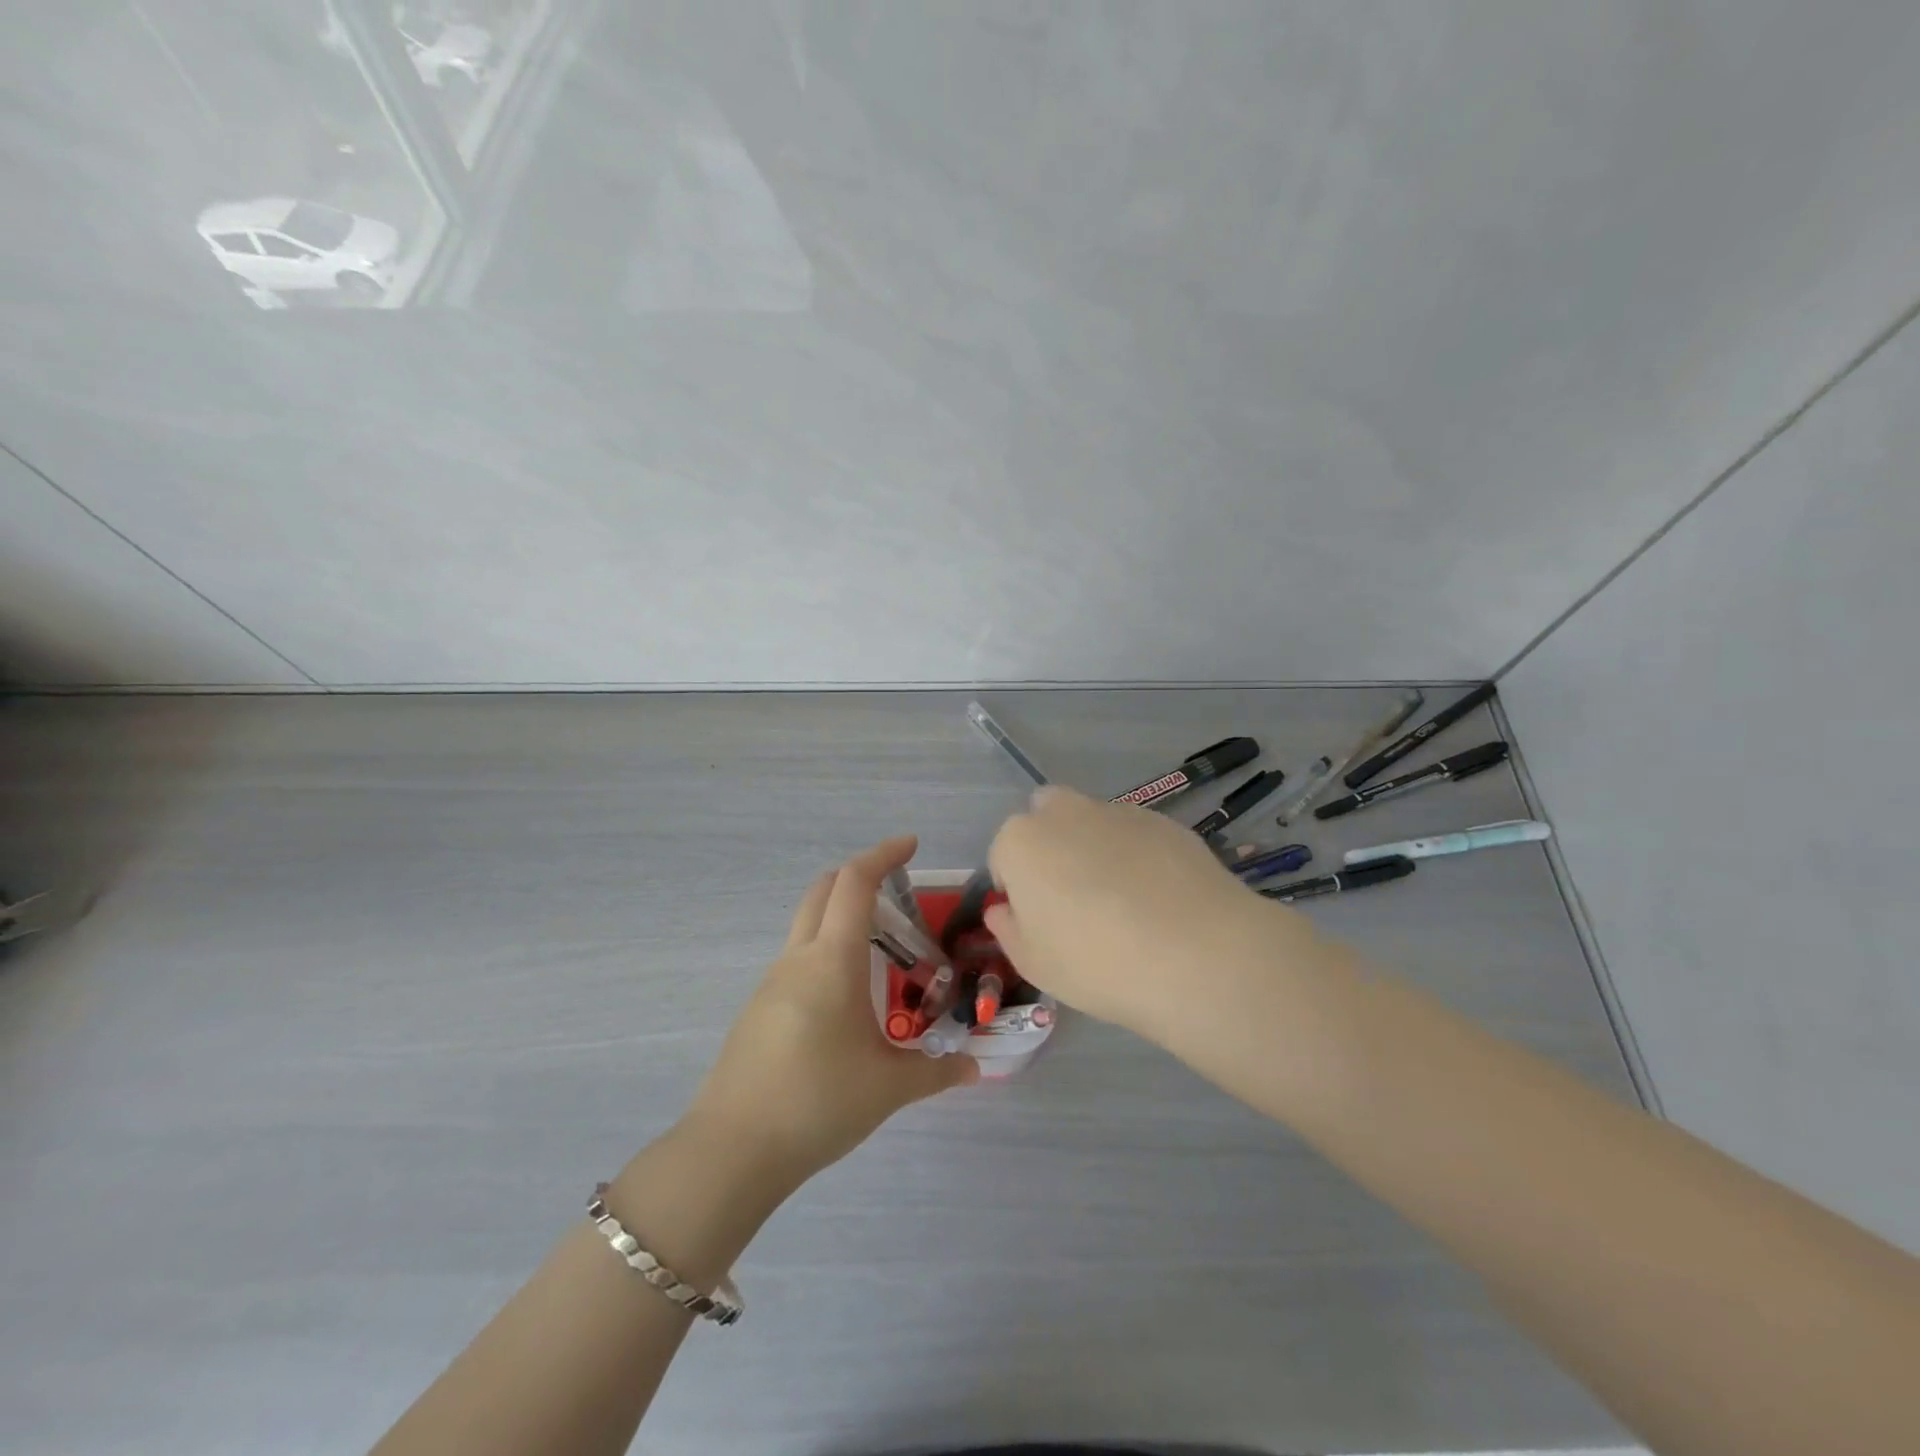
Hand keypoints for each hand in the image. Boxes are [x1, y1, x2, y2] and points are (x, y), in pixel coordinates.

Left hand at [682, 836, 977, 1191]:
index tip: (910, 845)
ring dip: (841, 916)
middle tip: (897, 888)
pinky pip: (797, 959)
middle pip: (823, 890)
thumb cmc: (818, 1102)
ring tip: (883, 951)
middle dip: (859, 875)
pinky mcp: (758, 1009)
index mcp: (832, 960)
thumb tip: (975, 1067)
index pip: (855, 883)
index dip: (882, 854)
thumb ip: (936, 1071)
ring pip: (807, 925)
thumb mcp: (888, 1087)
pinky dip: (826, 952)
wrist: (732, 1150)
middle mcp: (798, 958)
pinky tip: (847, 999)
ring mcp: (771, 982)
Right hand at [985, 786, 1307, 1042]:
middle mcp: (1065, 812)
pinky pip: (1135, 834)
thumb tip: (1005, 909)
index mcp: (1021, 841)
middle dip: (1051, 846)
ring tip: (1124, 902)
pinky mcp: (1164, 821)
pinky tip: (1159, 898)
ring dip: (1095, 848)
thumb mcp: (1033, 963)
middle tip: (1073, 897)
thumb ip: (1008, 929)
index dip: (1016, 887)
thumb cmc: (1095, 962)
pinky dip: (1137, 855)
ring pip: (1092, 822)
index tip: (1037, 920)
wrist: (1195, 953)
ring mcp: (1118, 811)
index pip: (1004, 854)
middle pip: (1046, 817)